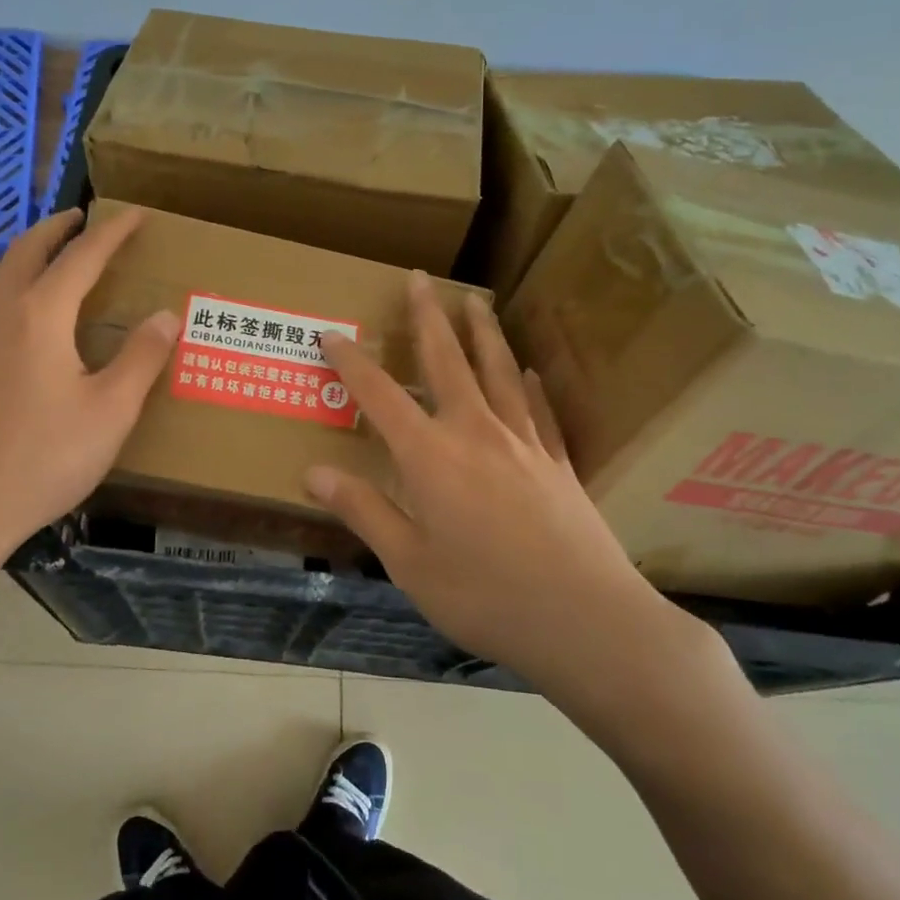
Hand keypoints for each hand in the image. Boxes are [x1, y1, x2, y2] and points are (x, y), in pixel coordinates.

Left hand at [0, 207, 177, 564]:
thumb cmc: (45, 457)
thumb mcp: (111, 410)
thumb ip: (141, 357)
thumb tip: (167, 315)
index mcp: (41, 314)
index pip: (82, 256)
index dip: (112, 232)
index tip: (135, 214)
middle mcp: (1, 313)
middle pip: (28, 250)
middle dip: (58, 227)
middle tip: (84, 218)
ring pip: (3, 274)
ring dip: (32, 252)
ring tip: (58, 256)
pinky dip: (16, 282)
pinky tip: (29, 314)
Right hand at [305, 272, 734, 748]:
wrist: (587, 621)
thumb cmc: (486, 596)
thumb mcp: (410, 564)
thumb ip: (364, 510)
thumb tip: (312, 473)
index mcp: (431, 457)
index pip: (380, 396)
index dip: (351, 363)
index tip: (330, 333)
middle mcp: (476, 433)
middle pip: (447, 362)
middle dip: (428, 318)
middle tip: (420, 278)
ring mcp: (525, 443)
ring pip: (499, 372)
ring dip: (483, 332)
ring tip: (476, 299)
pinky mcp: (559, 463)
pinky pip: (541, 411)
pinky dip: (531, 386)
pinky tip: (531, 372)